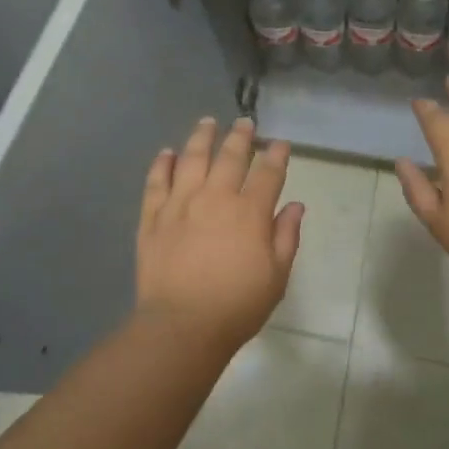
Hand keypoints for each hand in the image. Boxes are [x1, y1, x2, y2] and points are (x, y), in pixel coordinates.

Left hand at [137, 116, 303, 353]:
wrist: (182, 325)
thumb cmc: (237, 305)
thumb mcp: (276, 276)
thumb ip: (286, 236)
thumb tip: (295, 205)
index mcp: (249, 212)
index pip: (268, 173)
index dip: (277, 155)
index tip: (281, 144)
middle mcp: (215, 197)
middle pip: (230, 156)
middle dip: (241, 137)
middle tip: (245, 123)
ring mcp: (180, 204)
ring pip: (192, 158)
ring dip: (202, 137)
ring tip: (208, 122)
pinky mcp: (153, 216)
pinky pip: (156, 181)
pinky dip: (162, 164)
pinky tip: (167, 153)